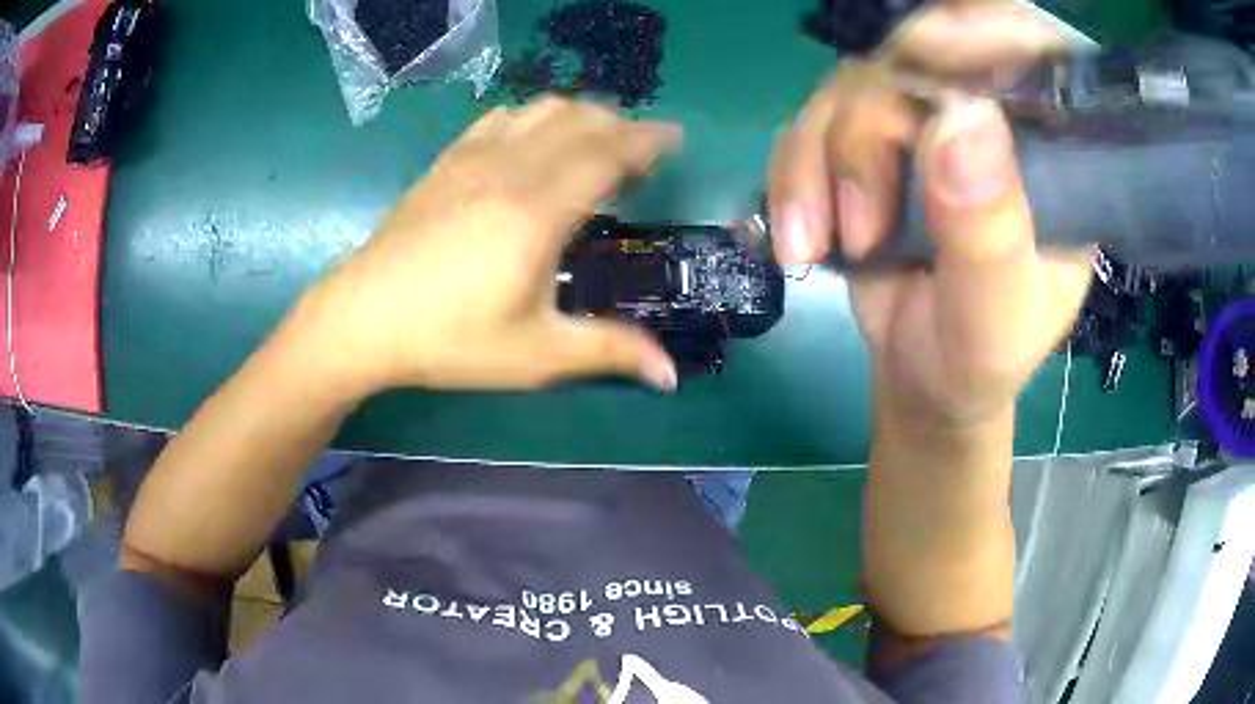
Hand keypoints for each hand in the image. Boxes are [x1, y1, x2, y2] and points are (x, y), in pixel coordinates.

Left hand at [292, 97, 681, 394]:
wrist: (363, 318)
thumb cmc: (450, 338)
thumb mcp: (536, 354)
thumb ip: (609, 352)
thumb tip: (670, 374)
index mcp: (539, 211)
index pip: (608, 153)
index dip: (647, 141)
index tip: (675, 139)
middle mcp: (511, 169)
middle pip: (580, 120)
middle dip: (621, 126)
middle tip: (641, 154)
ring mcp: (473, 158)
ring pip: (541, 111)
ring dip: (580, 117)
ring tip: (595, 144)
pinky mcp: (446, 162)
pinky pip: (500, 119)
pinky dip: (533, 119)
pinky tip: (533, 142)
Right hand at [768, 3, 1092, 425]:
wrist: (925, 376)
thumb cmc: (980, 355)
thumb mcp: (999, 315)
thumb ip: (991, 230)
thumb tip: (958, 118)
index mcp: (1049, 146)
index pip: (1026, 46)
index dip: (977, 30)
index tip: (928, 63)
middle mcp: (987, 114)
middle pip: (916, 53)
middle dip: (870, 128)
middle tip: (861, 222)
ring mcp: (921, 120)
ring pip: (849, 86)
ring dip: (820, 165)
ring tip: (823, 247)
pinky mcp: (867, 139)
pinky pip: (808, 123)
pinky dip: (792, 178)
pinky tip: (802, 240)